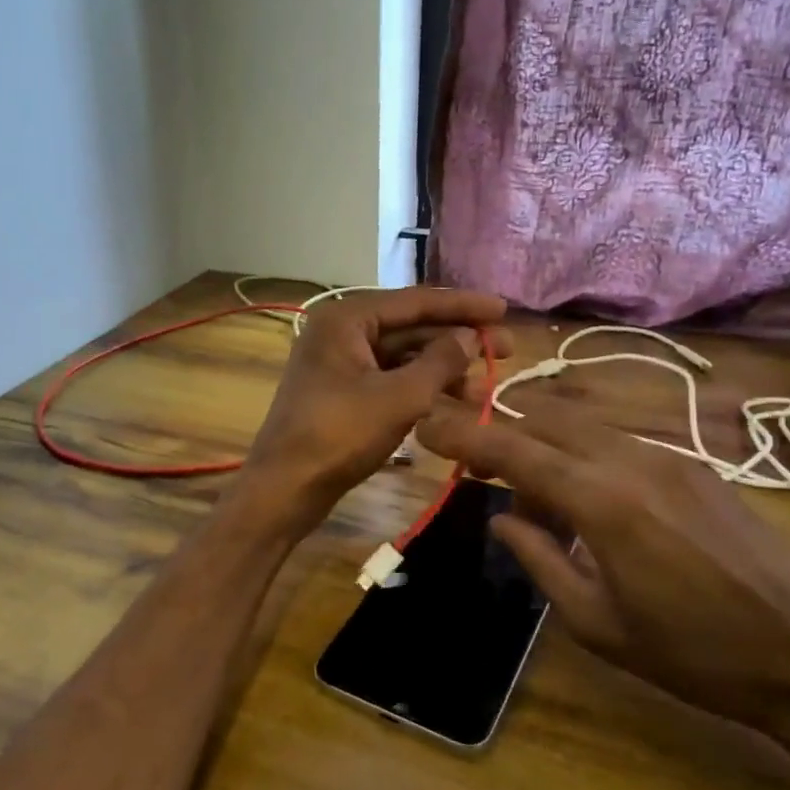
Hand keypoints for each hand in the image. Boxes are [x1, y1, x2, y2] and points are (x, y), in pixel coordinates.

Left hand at [241, 287, 510, 524]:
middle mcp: (339, 331)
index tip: (504, 308)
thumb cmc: (339, 435)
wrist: (284, 488)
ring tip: (481, 389)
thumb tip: (470, 336)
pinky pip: (387, 377)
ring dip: (441, 368)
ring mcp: (337, 361)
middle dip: (456, 339)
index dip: (463, 305)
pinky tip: (450, 401)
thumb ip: (441, 362)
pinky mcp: (340, 390)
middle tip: (505, 351)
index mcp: (346, 318)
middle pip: (409, 326)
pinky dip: (418, 387)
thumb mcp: (399, 397)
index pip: (415, 301)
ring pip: (400, 355)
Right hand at [417, 386, 789, 731]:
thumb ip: (539, 559)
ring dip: (544, 447)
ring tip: (541, 506)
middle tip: (478, 470)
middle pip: (544, 417)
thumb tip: (501, 519)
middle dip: (501, 434)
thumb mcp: (597, 624)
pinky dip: (583, 456)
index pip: (514, 450)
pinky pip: (617, 440)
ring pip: (581, 424)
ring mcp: (668, 454)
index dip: (463, 435)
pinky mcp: (694, 463)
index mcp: (602, 501)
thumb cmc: (694, 655)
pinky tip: (592, 506)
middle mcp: (631, 459)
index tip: (425, 424)